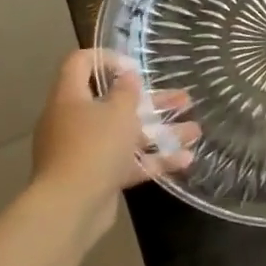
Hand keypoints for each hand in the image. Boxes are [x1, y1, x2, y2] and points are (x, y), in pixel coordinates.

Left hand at [30, 50, 197, 241]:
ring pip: (127, 134)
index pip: (79, 63)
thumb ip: (126, 91)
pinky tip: (186, 159)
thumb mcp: (118, 111)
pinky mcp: (98, 177)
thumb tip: (127, 76)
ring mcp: (85, 152)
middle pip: (114, 103)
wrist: (71, 207)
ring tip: (195, 130)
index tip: (134, 65)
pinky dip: (154, 160)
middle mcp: (74, 122)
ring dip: (161, 131)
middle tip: (182, 98)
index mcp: (70, 98)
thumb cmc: (94, 146)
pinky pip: (128, 162)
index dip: (106, 58)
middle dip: (152, 101)